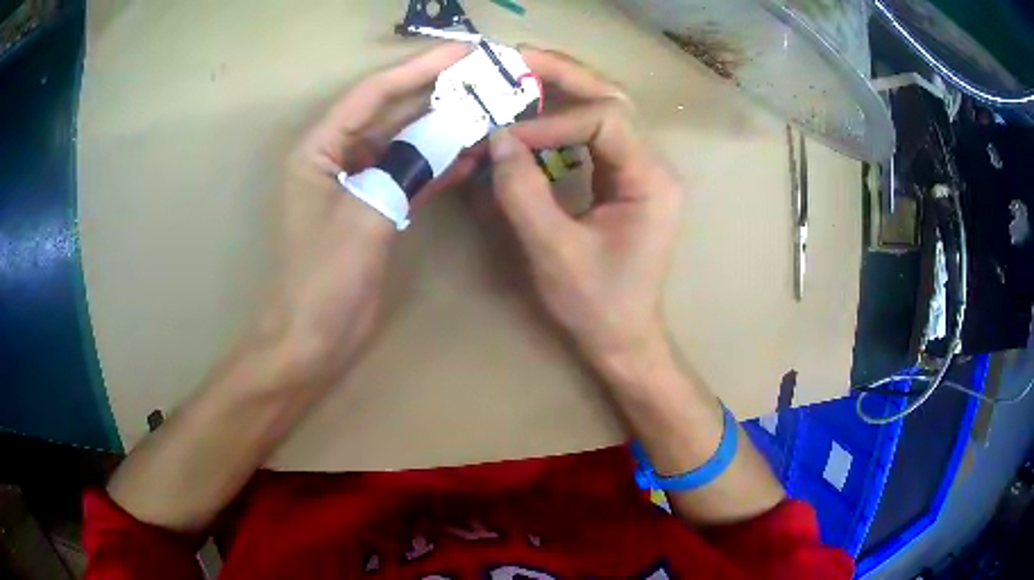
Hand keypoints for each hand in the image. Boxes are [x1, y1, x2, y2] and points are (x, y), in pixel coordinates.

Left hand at [255, 43, 474, 385]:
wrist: (312, 338)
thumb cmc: (323, 279)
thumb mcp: (363, 216)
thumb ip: (406, 168)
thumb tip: (452, 133)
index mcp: (319, 148)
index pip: (373, 94)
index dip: (418, 69)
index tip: (463, 53)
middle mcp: (336, 157)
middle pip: (390, 113)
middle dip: (436, 94)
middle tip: (484, 77)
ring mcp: (357, 183)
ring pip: (404, 144)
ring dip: (442, 130)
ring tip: (486, 111)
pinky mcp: (373, 208)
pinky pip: (408, 175)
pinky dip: (436, 166)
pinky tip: (469, 156)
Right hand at [489, 49, 683, 375]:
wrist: (623, 339)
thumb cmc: (596, 305)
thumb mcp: (553, 252)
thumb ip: (523, 192)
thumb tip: (494, 138)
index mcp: (651, 181)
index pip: (604, 120)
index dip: (552, 121)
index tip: (506, 138)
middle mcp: (653, 166)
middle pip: (611, 99)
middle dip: (563, 75)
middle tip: (517, 58)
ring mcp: (640, 171)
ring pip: (604, 110)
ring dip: (563, 89)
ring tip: (521, 73)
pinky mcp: (624, 180)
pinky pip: (594, 135)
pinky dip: (562, 119)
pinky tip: (533, 115)